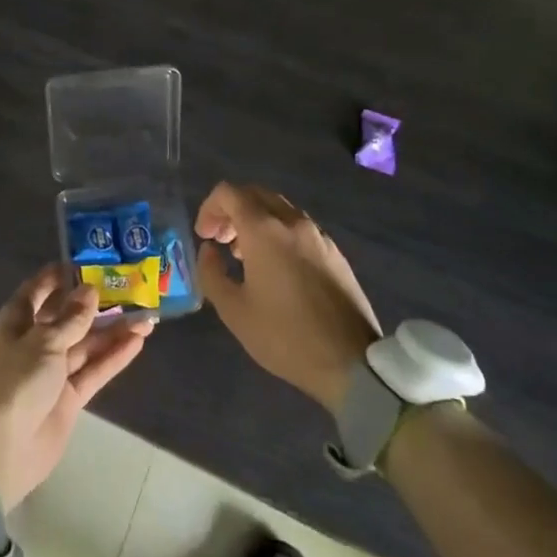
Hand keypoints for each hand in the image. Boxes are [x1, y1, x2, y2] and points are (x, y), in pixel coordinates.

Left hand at [0, 265, 153, 510]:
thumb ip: (71, 318)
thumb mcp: (44, 342)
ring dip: (114, 330)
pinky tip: (138, 341)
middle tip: (130, 287)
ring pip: (87, 343)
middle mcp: (36, 340)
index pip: (40, 288)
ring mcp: (54, 370)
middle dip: (97, 303)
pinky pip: (95, 370)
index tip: (90, 260)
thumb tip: (90, 290)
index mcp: (19, 319)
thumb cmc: (16, 382)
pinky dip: (114, 357)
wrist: (2, 450)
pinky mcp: (69, 396)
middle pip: (70, 316)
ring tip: (147, 315)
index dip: (62, 275)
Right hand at [195, 182, 381, 412]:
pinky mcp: (334, 251)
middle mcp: (292, 222)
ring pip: (279, 208)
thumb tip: (209, 250)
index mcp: (264, 230)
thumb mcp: (234, 311)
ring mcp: (318, 235)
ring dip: (256, 220)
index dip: (209, 208)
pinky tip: (277, 267)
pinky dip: (278, 232)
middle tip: (221, 241)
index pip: (229, 193)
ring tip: (245, 256)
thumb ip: (211, 273)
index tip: (204, 237)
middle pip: (255, 194)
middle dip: (231, 210)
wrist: (351, 363)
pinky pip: (298, 226)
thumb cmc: (285, 336)